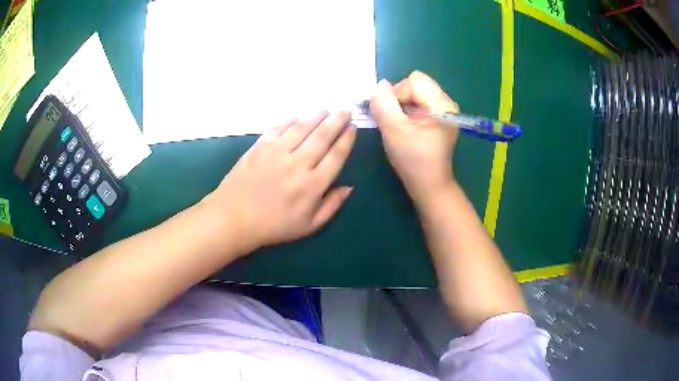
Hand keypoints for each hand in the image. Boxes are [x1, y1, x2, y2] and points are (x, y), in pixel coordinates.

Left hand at [204, 111, 355, 251]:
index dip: (346, 139)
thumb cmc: (273, 226)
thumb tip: (349, 187)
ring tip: (326, 110)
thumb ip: (331, 206)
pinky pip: (279, 128)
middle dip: (337, 121)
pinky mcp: (260, 147)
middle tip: (346, 110)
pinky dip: (291, 120)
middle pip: (322, 136)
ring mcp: (277, 152)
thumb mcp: (308, 226)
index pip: (336, 155)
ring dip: (317, 116)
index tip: (352, 128)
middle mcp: (298, 164)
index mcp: (312, 185)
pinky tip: (299, 116)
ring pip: (302, 128)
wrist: (233, 218)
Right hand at [369, 71, 458, 204]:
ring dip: (400, 106)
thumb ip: (383, 104)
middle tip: (396, 122)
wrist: (428, 186)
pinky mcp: (437, 118)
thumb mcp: (394, 130)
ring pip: (413, 93)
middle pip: (414, 84)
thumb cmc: (413, 160)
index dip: (397, 95)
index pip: (414, 81)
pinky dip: (406, 112)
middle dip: (398, 99)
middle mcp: (446, 103)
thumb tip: (380, 85)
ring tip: (400, 126)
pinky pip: (417, 103)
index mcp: (442, 104)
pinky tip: (405, 128)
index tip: (393, 117)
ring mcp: (442, 111)